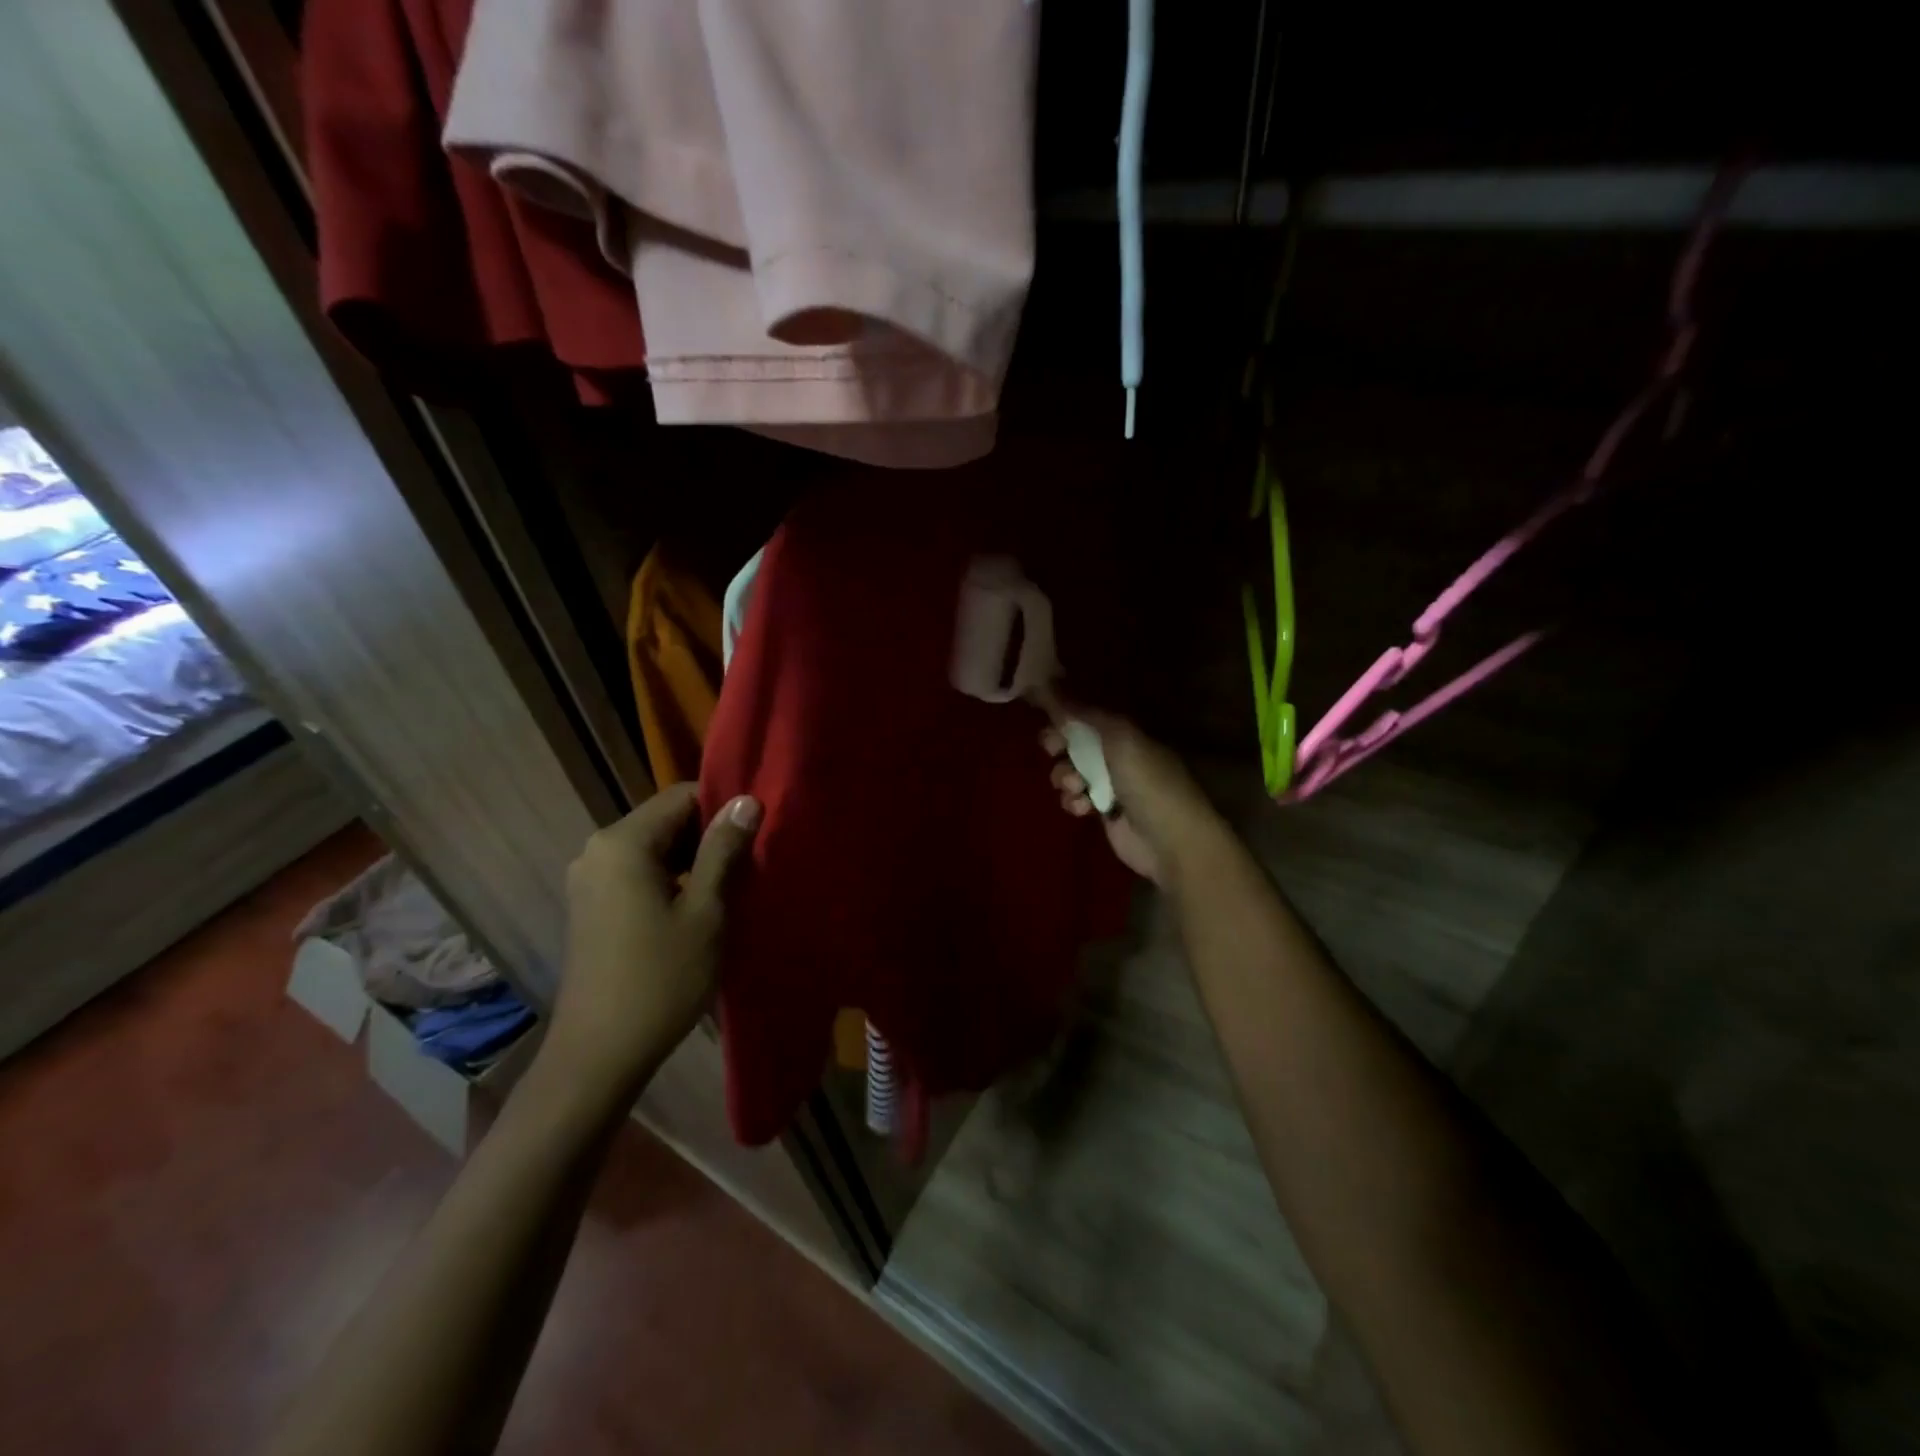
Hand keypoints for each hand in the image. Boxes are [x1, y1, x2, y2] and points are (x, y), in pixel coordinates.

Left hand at [544, 784, 760, 1099]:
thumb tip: (746, 800)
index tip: (754, 838)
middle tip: (747, 867)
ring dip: (692, 861)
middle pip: (666, 820)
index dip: (722, 809)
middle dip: (708, 837)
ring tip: (728, 890)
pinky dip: (670, 881)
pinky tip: (695, 911)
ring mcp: (589, 880)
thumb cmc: (660, 978)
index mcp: (623, 843)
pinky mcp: (590, 906)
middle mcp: (598, 850)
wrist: (599, 1055)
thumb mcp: (705, 911)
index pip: (681, 796)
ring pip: (654, 849)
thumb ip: (724, 850)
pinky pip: (638, 873)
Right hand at [1041, 711, 1215, 886]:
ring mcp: (1110, 785)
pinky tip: (1084, 809)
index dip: (1065, 714)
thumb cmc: (1149, 783)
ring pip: (1071, 772)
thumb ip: (1084, 714)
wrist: (1171, 841)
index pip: (1088, 715)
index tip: (1045, 715)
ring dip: (1064, 777)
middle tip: (1052, 749)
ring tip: (1075, 786)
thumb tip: (1049, 683)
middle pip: (1075, 743)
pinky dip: (1074, 802)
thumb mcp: (1119, 739)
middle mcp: (1117, 755)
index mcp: (1126, 733)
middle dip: (1058, 745)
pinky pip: (1076, 799)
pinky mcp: (1103, 813)